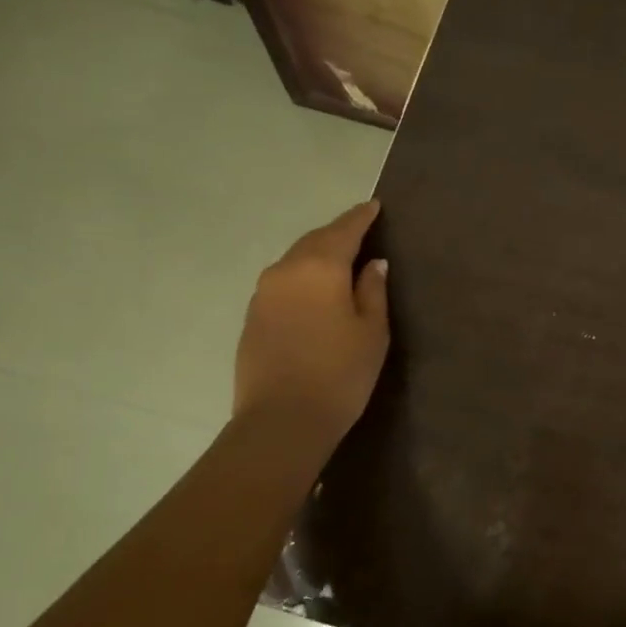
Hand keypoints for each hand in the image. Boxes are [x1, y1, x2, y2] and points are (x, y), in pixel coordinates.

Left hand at [233, 201, 389, 441]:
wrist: (281, 420)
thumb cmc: (340, 374)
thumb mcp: (372, 332)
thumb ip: (373, 291)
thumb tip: (372, 263)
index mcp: (319, 267)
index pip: (344, 230)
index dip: (361, 217)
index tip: (374, 206)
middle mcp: (285, 270)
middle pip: (314, 241)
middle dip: (338, 234)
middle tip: (360, 232)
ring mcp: (262, 294)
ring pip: (295, 261)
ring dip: (317, 256)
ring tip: (339, 262)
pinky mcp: (252, 317)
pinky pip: (282, 283)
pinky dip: (302, 278)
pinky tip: (314, 293)